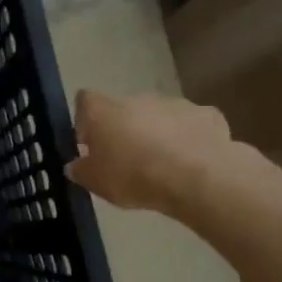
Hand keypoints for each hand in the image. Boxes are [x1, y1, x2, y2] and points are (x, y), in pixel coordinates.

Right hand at [65, 90, 244, 217]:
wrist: (197, 178)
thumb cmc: (133, 176)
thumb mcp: (95, 182)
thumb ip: (80, 170)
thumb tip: (75, 165)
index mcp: (103, 111)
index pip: (84, 101)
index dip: (84, 120)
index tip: (88, 142)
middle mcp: (137, 98)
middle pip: (123, 109)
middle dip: (122, 129)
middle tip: (125, 160)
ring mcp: (174, 103)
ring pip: (158, 115)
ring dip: (156, 133)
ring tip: (161, 164)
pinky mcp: (207, 115)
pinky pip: (190, 124)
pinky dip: (188, 137)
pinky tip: (191, 161)